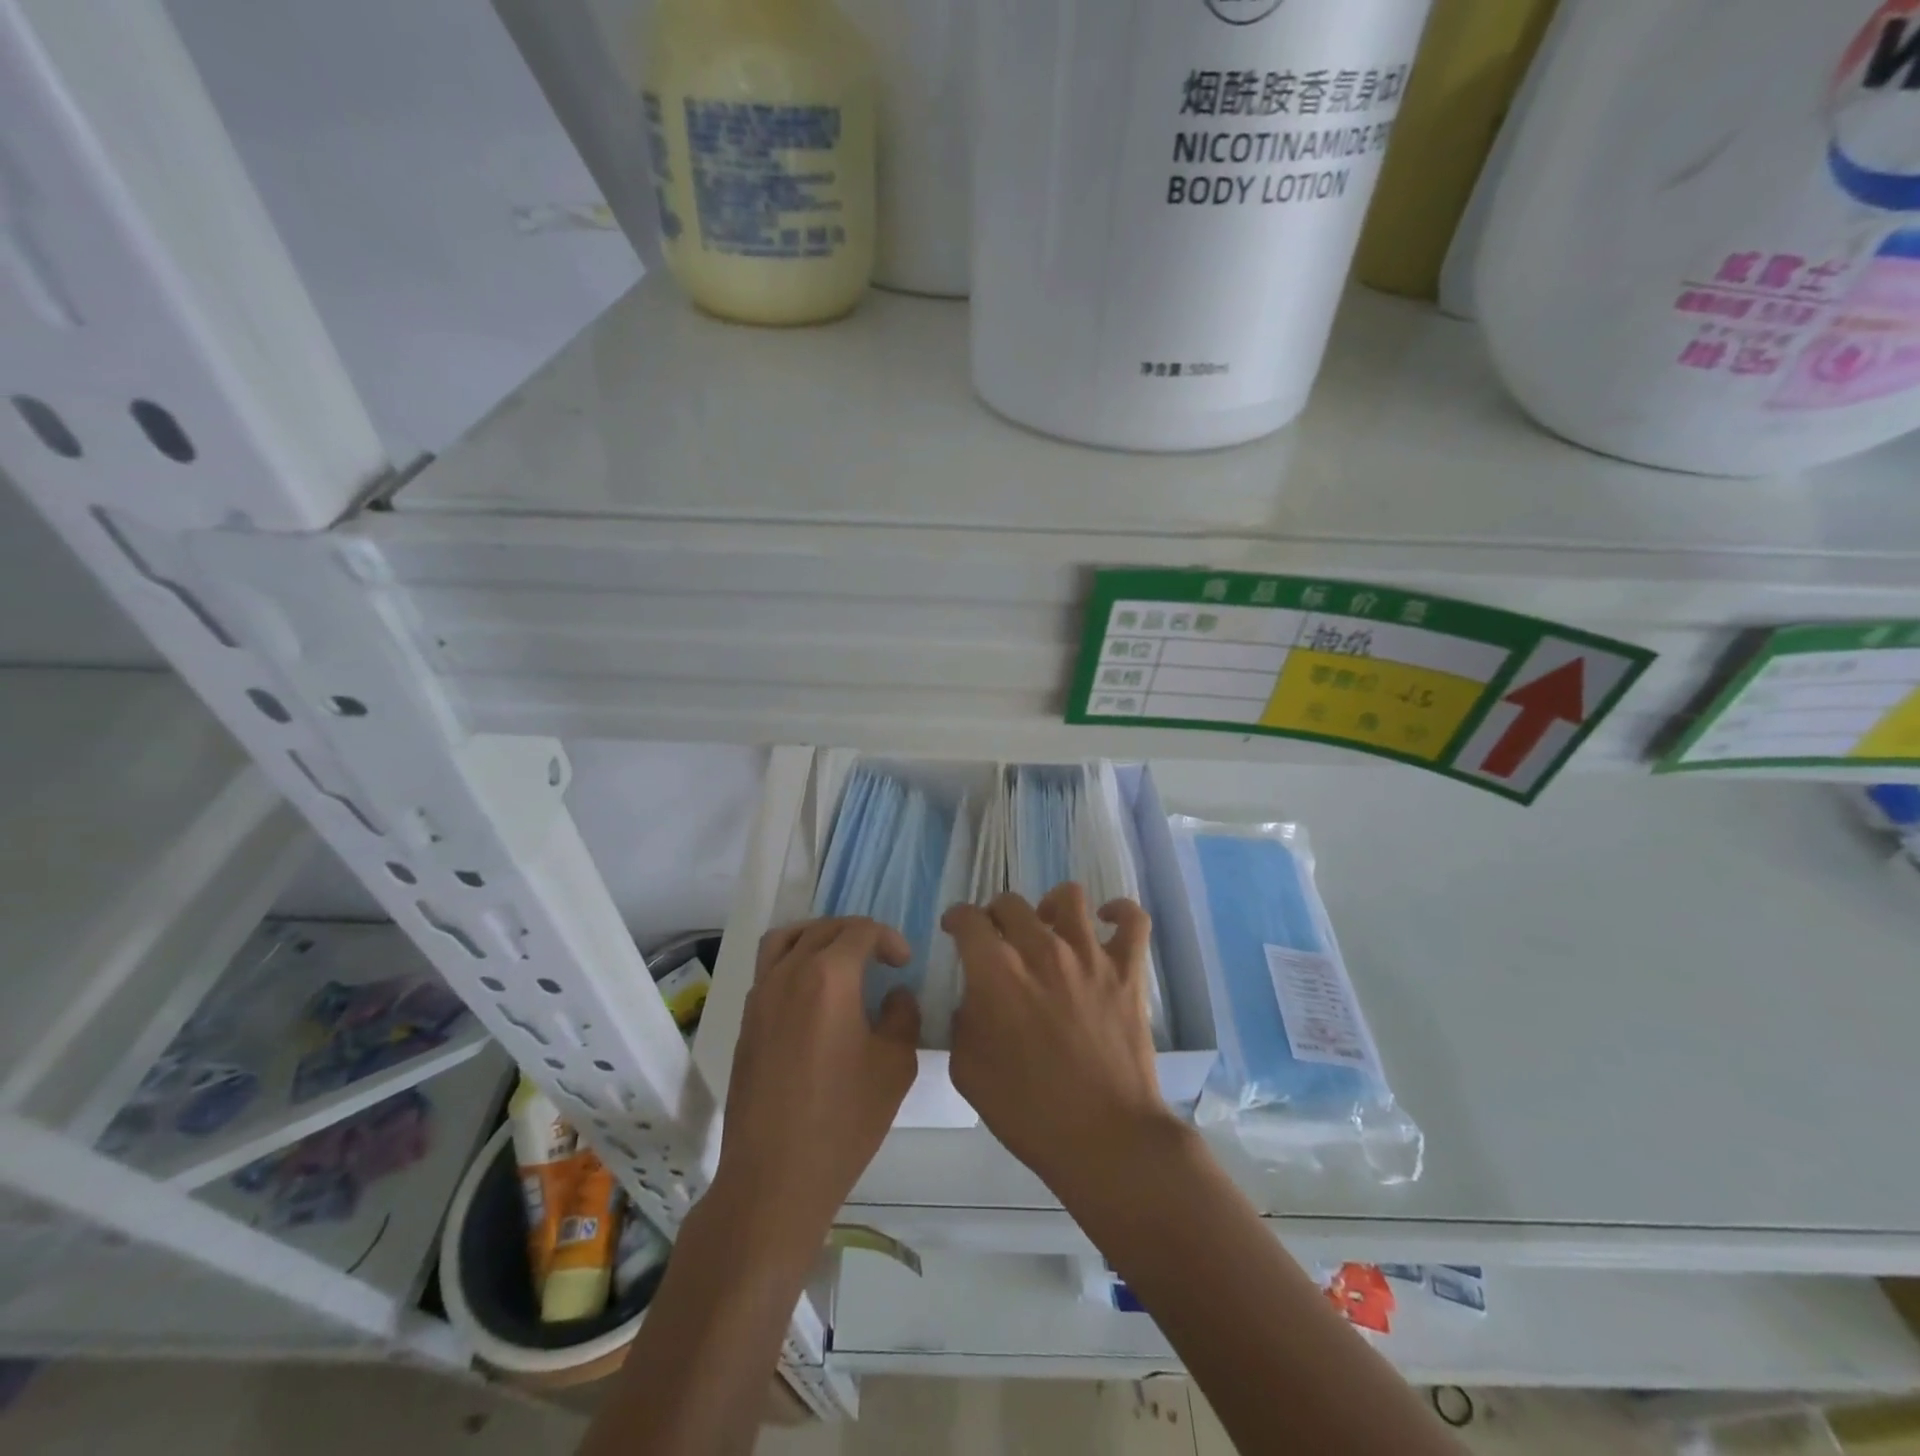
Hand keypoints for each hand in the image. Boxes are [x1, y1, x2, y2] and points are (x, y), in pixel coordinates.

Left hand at [713, 917, 920, 1243]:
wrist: (774, 1176)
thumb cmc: (843, 1120)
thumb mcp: (894, 1066)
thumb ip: (902, 1016)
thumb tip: (895, 995)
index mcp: (828, 976)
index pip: (860, 931)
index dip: (888, 939)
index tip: (904, 964)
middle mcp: (788, 974)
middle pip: (822, 928)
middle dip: (856, 933)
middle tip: (880, 957)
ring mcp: (760, 996)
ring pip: (785, 939)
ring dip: (816, 936)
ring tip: (839, 958)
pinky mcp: (745, 1022)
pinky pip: (768, 969)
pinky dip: (792, 961)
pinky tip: (813, 995)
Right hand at [943, 885, 1182, 1201]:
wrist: (1104, 1138)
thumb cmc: (1028, 1112)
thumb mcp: (968, 1070)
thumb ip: (963, 1021)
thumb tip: (974, 998)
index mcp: (997, 972)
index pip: (969, 919)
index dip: (957, 919)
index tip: (955, 929)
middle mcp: (1042, 949)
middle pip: (1011, 903)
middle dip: (995, 915)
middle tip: (997, 938)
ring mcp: (1090, 955)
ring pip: (1067, 897)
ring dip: (1048, 906)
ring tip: (1047, 926)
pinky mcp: (1128, 970)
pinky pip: (1132, 920)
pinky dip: (1118, 912)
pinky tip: (1106, 920)